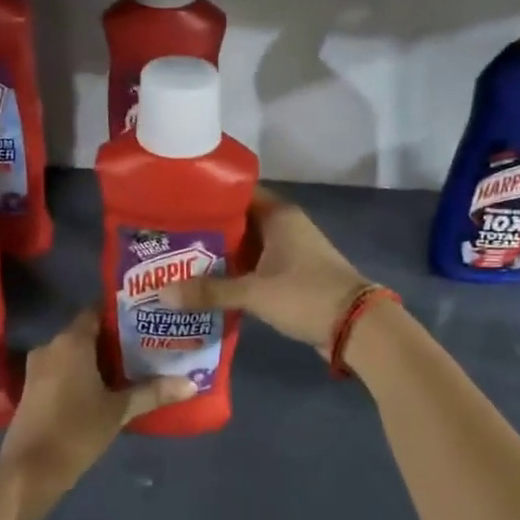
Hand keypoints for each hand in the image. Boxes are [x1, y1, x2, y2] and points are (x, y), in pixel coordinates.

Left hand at [0, 308, 194, 506]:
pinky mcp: (33, 388)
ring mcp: (37, 368)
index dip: (121, 312)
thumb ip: (153, 392)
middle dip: (115, 337)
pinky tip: (107, 386)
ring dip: (99, 357)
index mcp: (71, 341)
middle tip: (148, 342)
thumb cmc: (76, 431)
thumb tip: (191, 384)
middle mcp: (51, 346)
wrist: (29, 471)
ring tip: (134, 364)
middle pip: (87, 331)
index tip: (147, 317)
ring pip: (75, 352)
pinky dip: (83, 372)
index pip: (97, 310)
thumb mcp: (119, 410)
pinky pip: (63, 368)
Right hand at [168, 188, 371, 355]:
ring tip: (177, 263)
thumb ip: (209, 291)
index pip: (236, 193)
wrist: (356, 327)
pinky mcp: (292, 276)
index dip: (206, 197)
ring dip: (219, 256)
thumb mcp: (254, 292)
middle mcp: (284, 227)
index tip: (173, 205)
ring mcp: (290, 252)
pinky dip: (235, 275)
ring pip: (246, 247)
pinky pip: (255, 269)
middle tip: (167, 240)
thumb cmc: (306, 295)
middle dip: (206, 232)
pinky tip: (207, 287)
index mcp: (278, 215)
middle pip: (237, 222)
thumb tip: (162, 294)